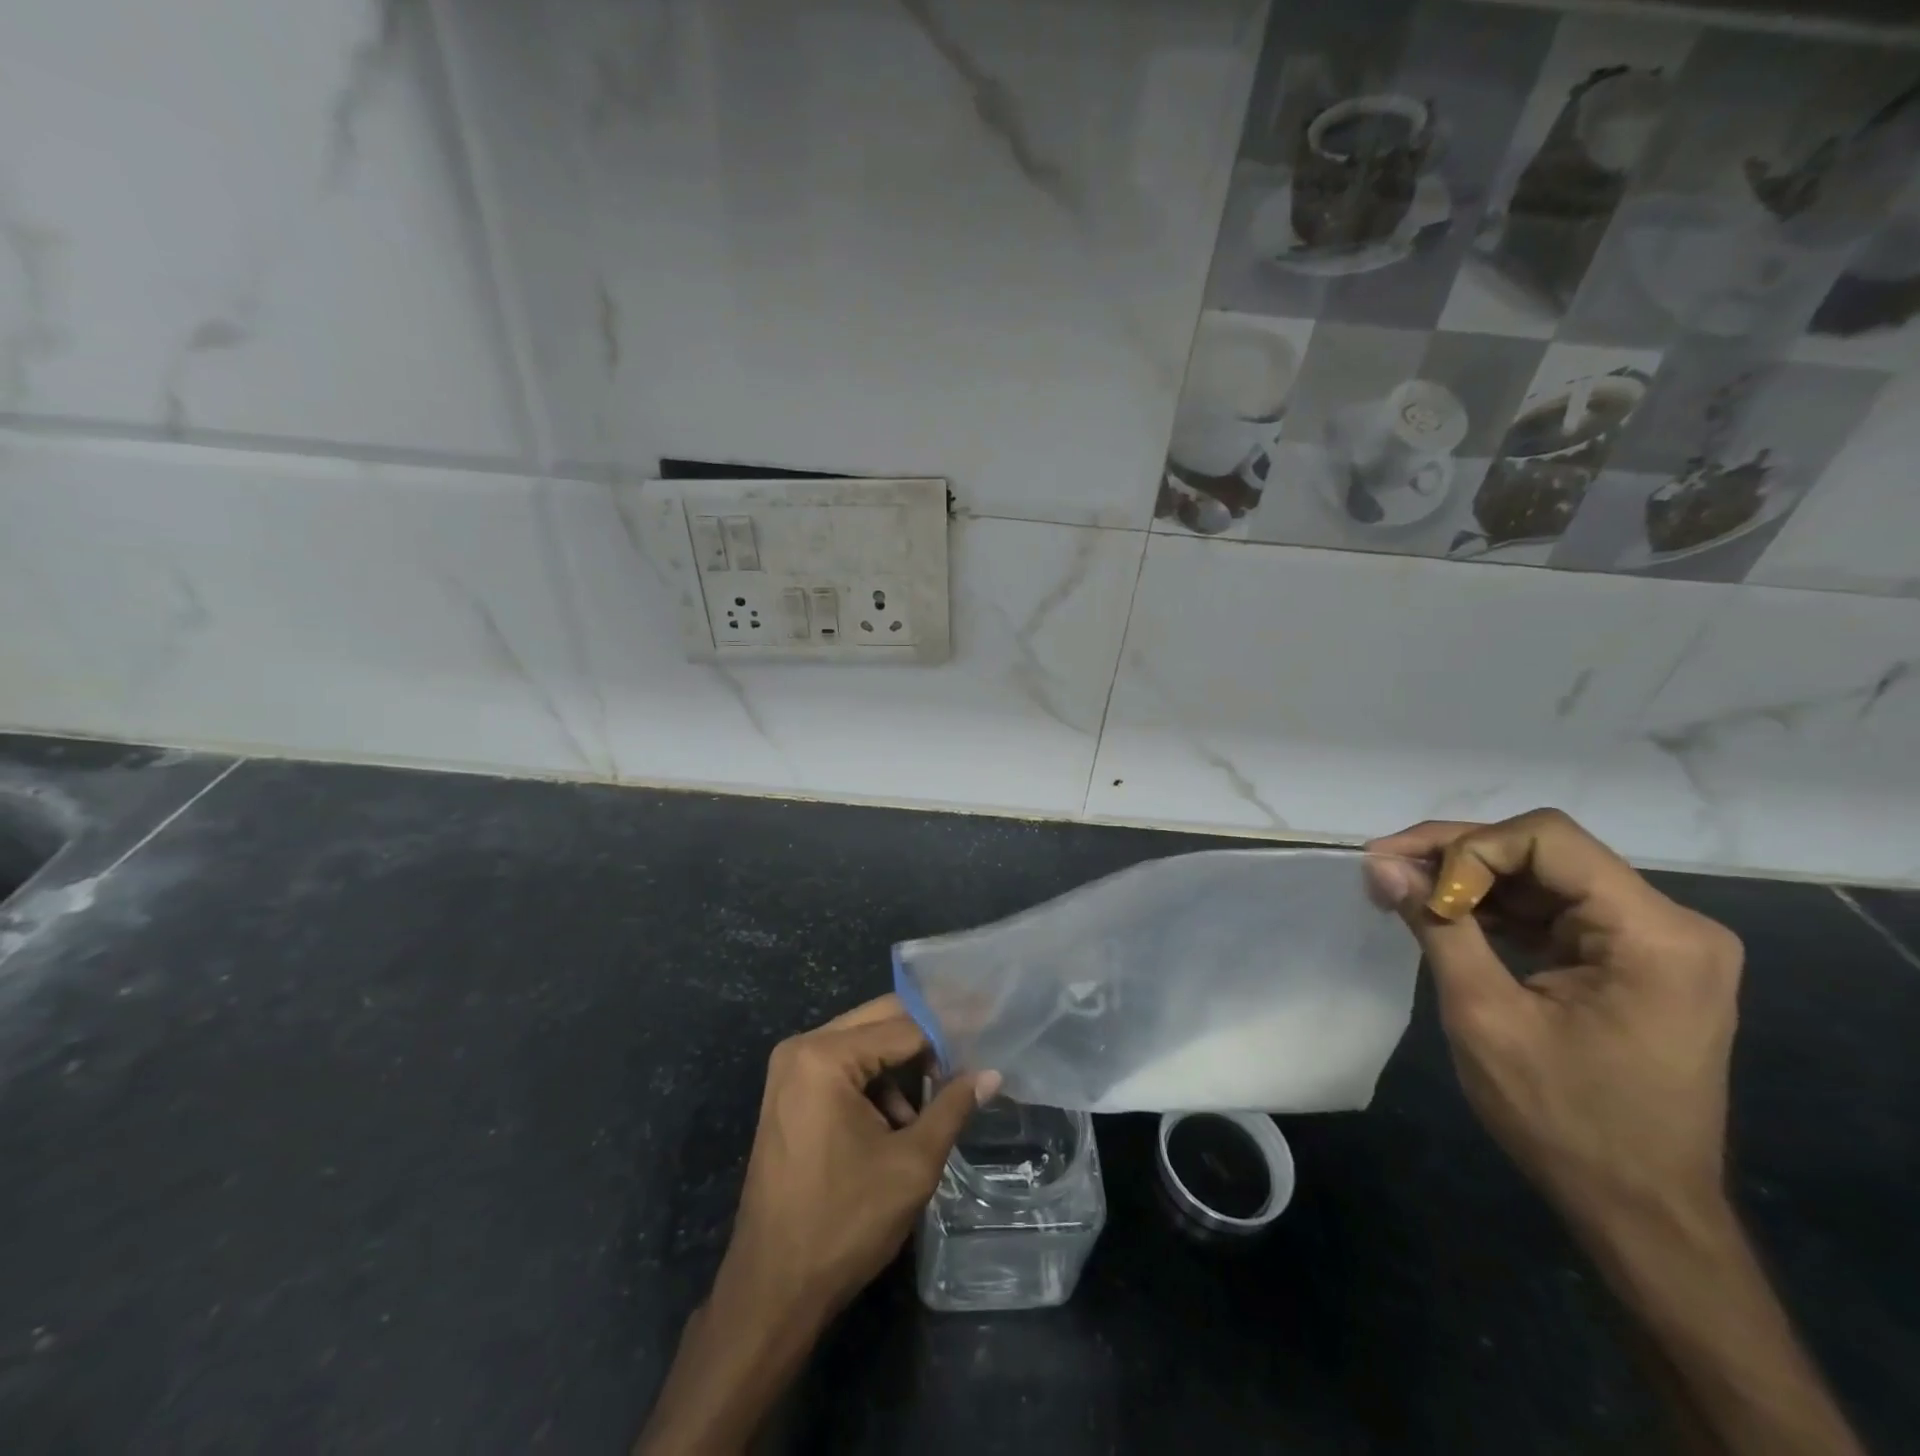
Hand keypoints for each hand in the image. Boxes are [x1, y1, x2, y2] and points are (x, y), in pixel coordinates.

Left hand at [637, 996, 996, 1454]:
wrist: (772, 1290)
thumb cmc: (844, 1223)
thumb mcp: (912, 1164)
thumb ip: (952, 1107)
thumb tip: (991, 1073)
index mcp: (825, 1056)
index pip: (903, 1026)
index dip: (949, 1033)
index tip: (986, 1038)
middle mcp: (801, 1048)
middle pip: (879, 1022)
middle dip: (926, 1039)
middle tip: (971, 1054)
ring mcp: (790, 1070)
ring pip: (863, 1044)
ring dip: (901, 1065)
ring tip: (936, 1102)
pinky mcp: (789, 1094)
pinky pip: (843, 1068)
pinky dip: (874, 1084)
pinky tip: (898, 1123)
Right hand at [1366, 809, 1743, 1233]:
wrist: (1640, 1211)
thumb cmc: (1565, 1119)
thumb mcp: (1486, 1016)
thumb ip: (1437, 926)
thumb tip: (1381, 865)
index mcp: (1655, 934)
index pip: (1547, 839)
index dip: (1467, 848)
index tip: (1413, 886)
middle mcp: (1669, 924)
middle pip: (1544, 851)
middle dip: (1458, 855)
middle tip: (1384, 869)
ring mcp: (1655, 943)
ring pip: (1543, 875)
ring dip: (1469, 879)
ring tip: (1402, 890)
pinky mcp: (1632, 961)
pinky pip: (1553, 910)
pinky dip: (1494, 908)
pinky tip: (1445, 917)